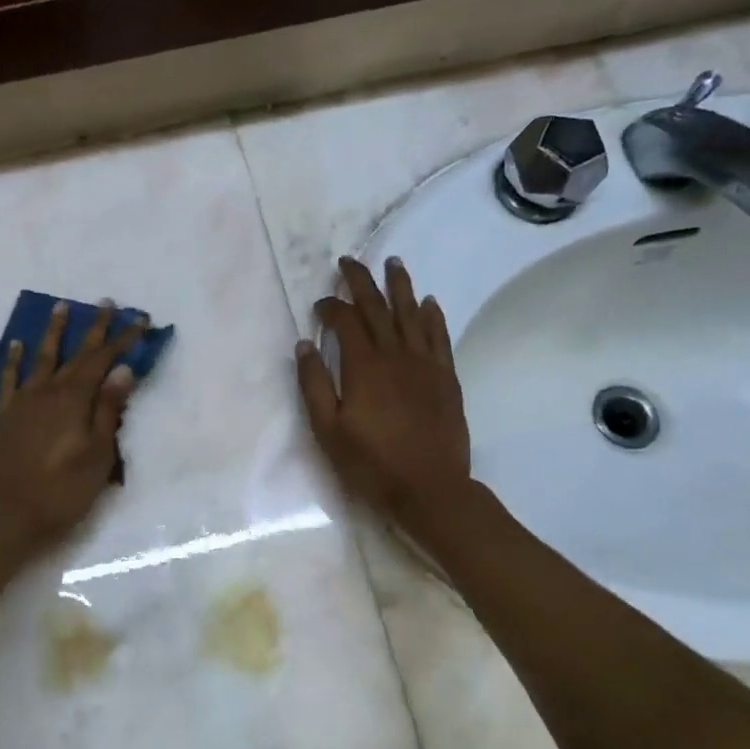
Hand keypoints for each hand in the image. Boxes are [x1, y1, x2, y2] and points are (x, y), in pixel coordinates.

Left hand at [0, 302, 147, 558]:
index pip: (103, 361)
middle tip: (106, 303)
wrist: (8, 514)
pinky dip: (13, 360)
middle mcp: (48, 391)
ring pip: (41, 358)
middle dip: (94, 328)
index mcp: (74, 400)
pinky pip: (9, 379)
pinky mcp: (5, 415)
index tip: (139, 320)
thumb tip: (122, 370)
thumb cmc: (62, 490)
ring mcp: (23, 401)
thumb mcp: (98, 455)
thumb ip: (108, 410)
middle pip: (75, 353)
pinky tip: (16, 344)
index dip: (121, 340)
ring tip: (61, 307)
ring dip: (53, 332)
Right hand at [295, 256, 472, 523]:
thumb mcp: (327, 429)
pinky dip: (432, 315)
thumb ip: (313, 384)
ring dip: (400, 286)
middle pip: (377, 307)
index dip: (330, 307)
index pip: (345, 321)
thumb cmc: (371, 462)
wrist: (430, 487)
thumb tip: (304, 344)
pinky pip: (439, 336)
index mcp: (363, 366)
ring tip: (393, 262)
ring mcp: (425, 363)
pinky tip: (428, 302)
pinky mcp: (445, 377)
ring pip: (411, 313)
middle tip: (350, 261)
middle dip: (361, 281)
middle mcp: (395, 354)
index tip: (319, 304)